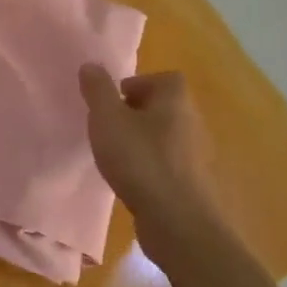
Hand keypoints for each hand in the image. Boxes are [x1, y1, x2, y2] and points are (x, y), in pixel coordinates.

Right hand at [79, 67, 222, 246]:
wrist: (177, 221)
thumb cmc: (140, 160)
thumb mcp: (108, 119)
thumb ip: (98, 90)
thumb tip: (91, 65)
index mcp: (176, 99)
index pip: (164, 78)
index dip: (139, 84)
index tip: (115, 100)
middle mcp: (191, 121)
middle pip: (164, 107)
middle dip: (137, 113)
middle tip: (110, 127)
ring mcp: (195, 154)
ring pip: (165, 136)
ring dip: (143, 141)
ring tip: (117, 155)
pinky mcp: (192, 183)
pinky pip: (168, 163)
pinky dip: (151, 166)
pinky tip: (132, 180)